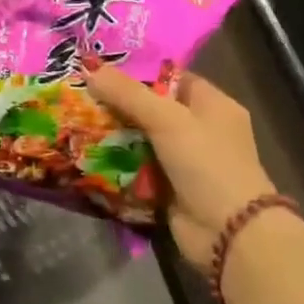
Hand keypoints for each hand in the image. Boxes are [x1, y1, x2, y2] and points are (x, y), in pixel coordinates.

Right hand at [87, 66, 276, 273]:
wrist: (228, 234)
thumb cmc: (206, 164)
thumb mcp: (167, 119)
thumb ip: (127, 94)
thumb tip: (90, 69)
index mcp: (213, 105)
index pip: (172, 78)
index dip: (139, 72)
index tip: (101, 69)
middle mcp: (201, 130)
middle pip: (152, 109)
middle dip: (118, 104)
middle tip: (81, 94)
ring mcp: (185, 161)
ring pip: (142, 139)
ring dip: (114, 134)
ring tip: (75, 120)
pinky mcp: (170, 188)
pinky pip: (137, 167)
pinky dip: (117, 162)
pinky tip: (87, 153)